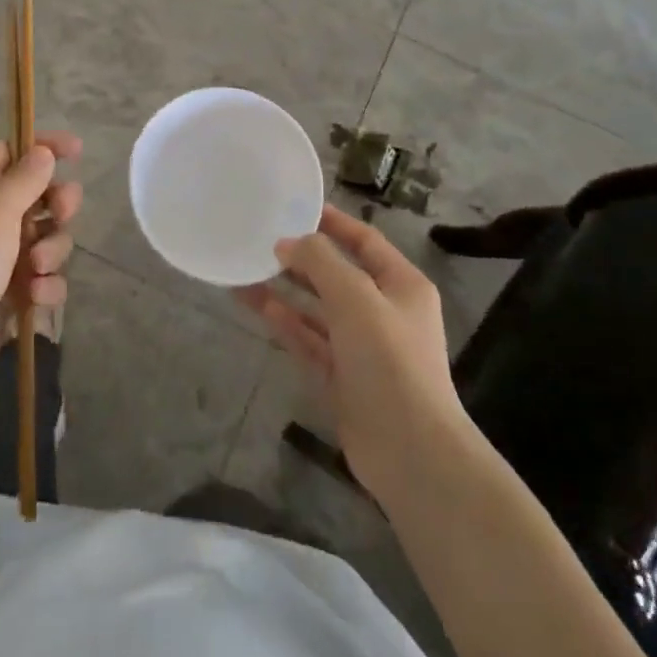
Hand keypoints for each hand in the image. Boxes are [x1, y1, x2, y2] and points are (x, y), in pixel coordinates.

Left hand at [0, 133, 82, 412]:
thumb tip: (43, 151)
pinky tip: (35, 300)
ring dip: (53, 252)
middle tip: (60, 215)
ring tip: (35, 271)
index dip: (43, 146)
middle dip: (59, 205)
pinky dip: (46, 287)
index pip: (13, 152)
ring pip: (48, 240)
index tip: (76, 151)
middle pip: (40, 196)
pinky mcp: (10, 294)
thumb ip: (23, 181)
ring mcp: (1, 259)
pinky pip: (44, 280)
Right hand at [237, 205, 465, 504]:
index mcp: (401, 285)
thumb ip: (321, 262)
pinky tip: (257, 304)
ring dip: (286, 289)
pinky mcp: (341, 376)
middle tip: (260, 237)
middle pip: (337, 273)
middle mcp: (383, 310)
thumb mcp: (357, 298)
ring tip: (246, 268)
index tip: (294, 205)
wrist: (409, 451)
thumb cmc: (389, 360)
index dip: (332, 222)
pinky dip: (286, 322)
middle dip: (302, 256)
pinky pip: (309, 339)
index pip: (364, 240)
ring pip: (317, 307)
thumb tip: (287, 241)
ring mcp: (361, 346)